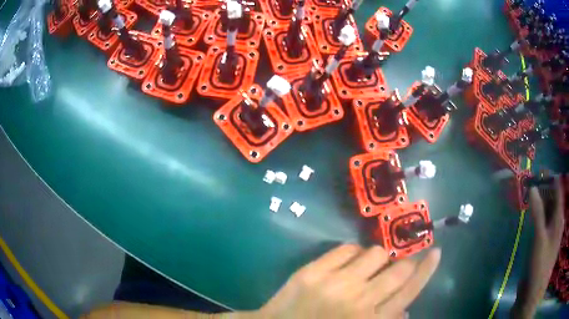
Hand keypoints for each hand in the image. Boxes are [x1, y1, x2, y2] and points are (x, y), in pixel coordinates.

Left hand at [256, 245, 440, 318]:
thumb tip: (405, 310)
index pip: (410, 291)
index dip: (426, 269)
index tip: (436, 252)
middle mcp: (359, 300)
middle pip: (398, 269)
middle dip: (404, 262)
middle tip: (399, 264)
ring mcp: (336, 283)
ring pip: (375, 253)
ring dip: (376, 259)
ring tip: (365, 269)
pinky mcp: (313, 271)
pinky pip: (346, 248)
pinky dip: (352, 253)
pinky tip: (345, 265)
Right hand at [513, 176, 564, 317]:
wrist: (535, 292)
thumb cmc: (541, 264)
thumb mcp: (540, 238)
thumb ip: (538, 213)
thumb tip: (534, 187)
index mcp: (559, 217)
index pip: (558, 188)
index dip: (551, 177)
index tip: (540, 169)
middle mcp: (558, 221)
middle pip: (554, 198)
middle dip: (546, 188)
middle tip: (533, 182)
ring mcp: (553, 232)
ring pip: (550, 210)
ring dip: (543, 201)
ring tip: (533, 195)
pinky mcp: (547, 242)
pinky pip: (546, 221)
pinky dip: (541, 214)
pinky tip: (535, 216)